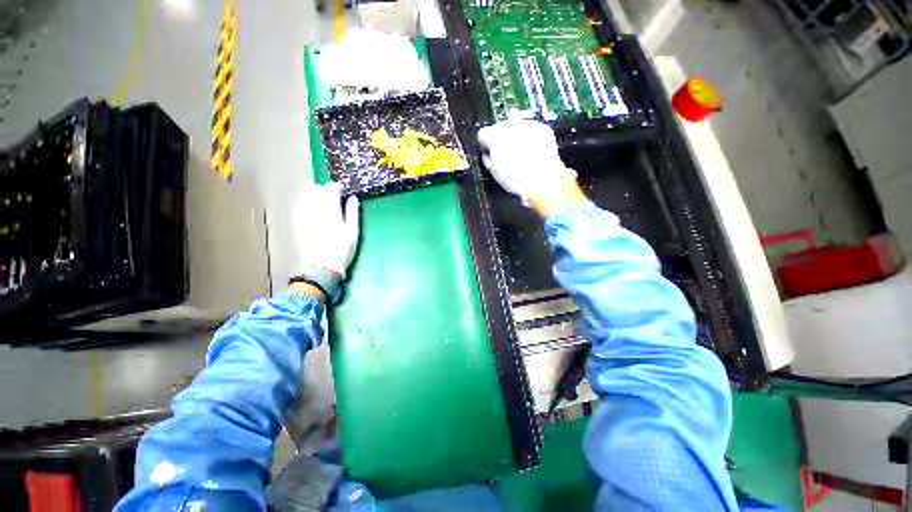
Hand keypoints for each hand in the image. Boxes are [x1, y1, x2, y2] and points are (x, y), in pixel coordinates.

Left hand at [293, 182, 359, 277]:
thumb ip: (352, 212)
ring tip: (322, 202)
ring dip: (315, 196)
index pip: (331, 190)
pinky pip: (299, 207)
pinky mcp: (298, 224)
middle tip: (333, 196)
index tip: (342, 190)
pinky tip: (311, 210)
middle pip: (316, 190)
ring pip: (306, 197)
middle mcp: (315, 209)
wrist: (322, 267)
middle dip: (325, 190)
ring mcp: (304, 216)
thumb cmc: (342, 249)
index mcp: (330, 210)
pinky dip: (306, 204)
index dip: (337, 187)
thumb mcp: (353, 231)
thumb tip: (353, 198)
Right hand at [477, 119, 583, 216]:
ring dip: (515, 136)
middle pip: (499, 127)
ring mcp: (527, 125)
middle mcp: (510, 125)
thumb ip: (489, 158)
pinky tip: (532, 151)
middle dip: (501, 139)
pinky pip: (531, 129)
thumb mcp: (495, 172)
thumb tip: (488, 154)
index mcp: (494, 137)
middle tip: (505, 154)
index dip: (485, 144)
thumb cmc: (516, 179)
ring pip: (516, 126)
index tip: (489, 152)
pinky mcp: (542, 128)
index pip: (482, 134)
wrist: (543, 181)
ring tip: (520, 152)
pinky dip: (530, 137)